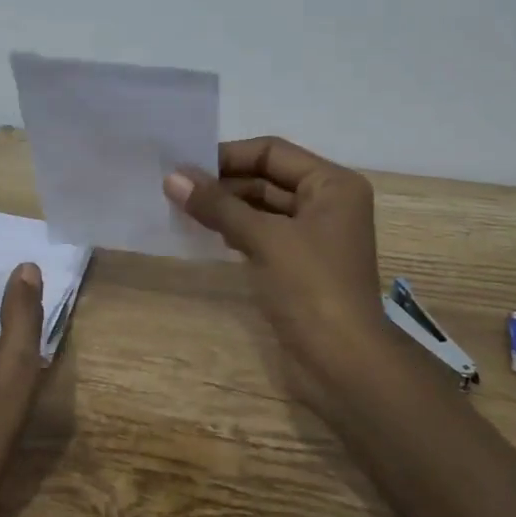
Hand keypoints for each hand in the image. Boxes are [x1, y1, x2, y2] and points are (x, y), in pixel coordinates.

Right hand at [164, 137, 388, 416]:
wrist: (344, 364)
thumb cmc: (311, 288)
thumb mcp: (263, 238)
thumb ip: (218, 205)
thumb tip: (171, 178)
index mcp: (332, 184)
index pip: (272, 152)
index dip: (228, 156)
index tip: (184, 166)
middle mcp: (327, 202)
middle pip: (267, 177)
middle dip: (223, 183)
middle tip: (176, 189)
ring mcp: (314, 235)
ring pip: (262, 207)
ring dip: (226, 207)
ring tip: (182, 208)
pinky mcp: (300, 264)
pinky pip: (263, 233)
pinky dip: (236, 230)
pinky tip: (206, 234)